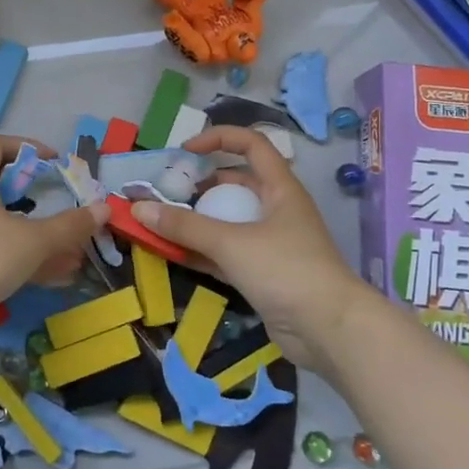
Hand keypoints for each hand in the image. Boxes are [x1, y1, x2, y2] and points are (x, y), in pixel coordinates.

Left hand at [0, 135, 107, 338]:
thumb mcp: (34, 240)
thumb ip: (70, 226)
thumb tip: (104, 209)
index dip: (25, 147)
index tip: (52, 162)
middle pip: (0, 184)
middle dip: (35, 194)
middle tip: (59, 201)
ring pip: (3, 223)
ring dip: (37, 233)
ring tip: (73, 248)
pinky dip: (26, 257)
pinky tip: (58, 274)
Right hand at [131, 126, 376, 375]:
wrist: (329, 329)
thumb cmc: (286, 270)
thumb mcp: (231, 243)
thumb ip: (184, 226)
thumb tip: (138, 208)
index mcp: (279, 188)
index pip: (251, 145)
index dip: (218, 139)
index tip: (184, 152)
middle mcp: (276, 210)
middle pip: (234, 184)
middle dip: (199, 185)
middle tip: (165, 192)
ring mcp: (270, 243)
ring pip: (226, 221)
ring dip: (196, 221)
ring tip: (160, 222)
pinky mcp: (262, 274)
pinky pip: (225, 253)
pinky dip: (200, 251)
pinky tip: (172, 254)